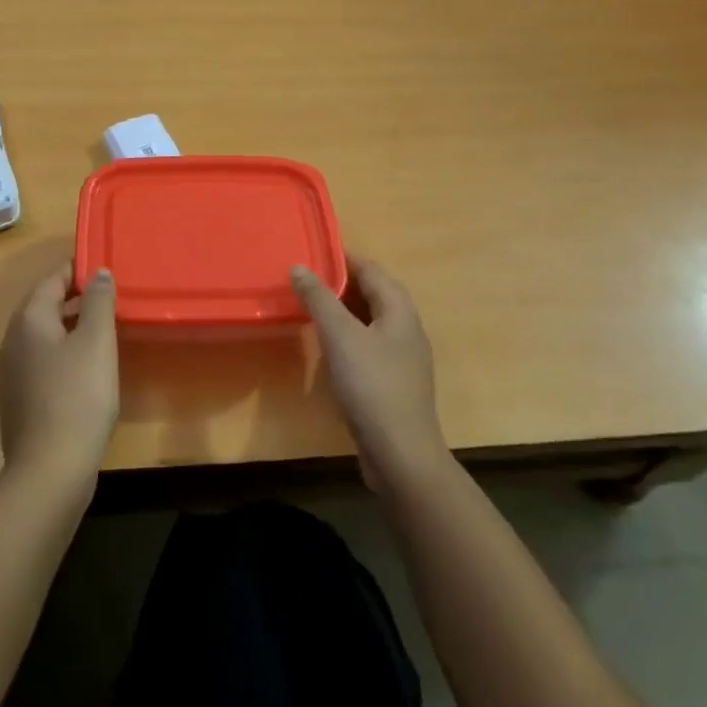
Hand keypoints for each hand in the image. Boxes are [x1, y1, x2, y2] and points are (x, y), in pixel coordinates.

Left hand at [0, 263, 118, 483]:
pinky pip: (43, 362)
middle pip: (44, 306)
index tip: (104, 266)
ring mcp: (13, 374)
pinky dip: (64, 354)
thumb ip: (98, 301)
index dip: (77, 269)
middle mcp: (13, 341)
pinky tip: (87, 369)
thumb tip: (98, 272)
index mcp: (29, 321)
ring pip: (44, 336)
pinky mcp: (20, 401)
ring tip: (104, 328)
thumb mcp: (96, 341)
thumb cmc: (77, 397)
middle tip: (109, 295)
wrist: (49, 471)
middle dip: (75, 297)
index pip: (51, 279)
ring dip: (71, 326)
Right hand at [292, 257, 449, 490]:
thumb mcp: (339, 336)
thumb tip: (299, 266)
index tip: (313, 252)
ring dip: (344, 311)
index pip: (372, 270)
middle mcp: (407, 328)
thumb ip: (319, 298)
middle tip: (306, 279)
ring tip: (312, 308)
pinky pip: (370, 346)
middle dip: (342, 283)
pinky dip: (349, 337)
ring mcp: (404, 358)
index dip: (344, 258)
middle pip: (374, 293)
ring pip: (371, 321)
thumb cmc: (372, 386)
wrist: (401, 454)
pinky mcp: (395, 383)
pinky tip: (329, 348)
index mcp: (400, 310)